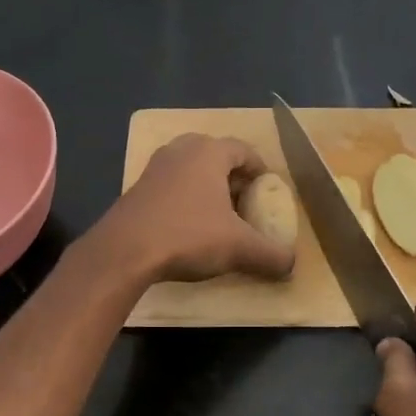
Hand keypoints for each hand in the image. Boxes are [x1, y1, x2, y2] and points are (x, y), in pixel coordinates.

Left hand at [96, 133, 296, 283]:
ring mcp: (154, 167)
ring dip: (206, 187)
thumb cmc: (188, 236)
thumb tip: (291, 265)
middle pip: (215, 154)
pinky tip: (188, 226)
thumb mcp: (239, 248)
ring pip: (189, 169)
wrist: (124, 251)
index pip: (243, 149)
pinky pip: (170, 186)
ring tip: (218, 215)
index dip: (260, 169)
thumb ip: (270, 255)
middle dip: (233, 176)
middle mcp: (181, 150)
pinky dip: (184, 198)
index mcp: (209, 152)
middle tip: (245, 201)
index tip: (268, 190)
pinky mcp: (136, 189)